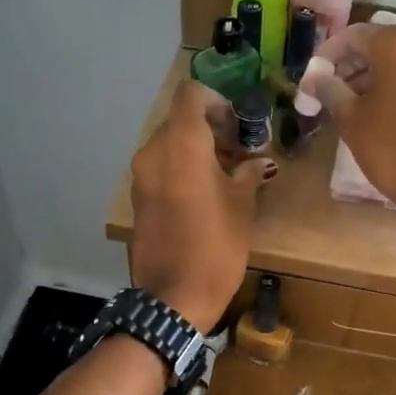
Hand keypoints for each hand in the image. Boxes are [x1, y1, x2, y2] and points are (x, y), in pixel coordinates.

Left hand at [128, 81, 275, 331]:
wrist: (173, 299)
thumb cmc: (215, 246)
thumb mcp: (241, 207)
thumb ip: (248, 174)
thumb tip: (258, 163)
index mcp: (181, 144)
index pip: (191, 95)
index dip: (216, 101)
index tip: (238, 124)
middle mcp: (154, 152)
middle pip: (179, 120)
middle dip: (210, 128)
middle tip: (239, 151)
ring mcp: (140, 176)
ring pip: (169, 145)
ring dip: (195, 150)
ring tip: (225, 174)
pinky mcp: (137, 198)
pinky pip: (160, 168)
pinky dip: (181, 169)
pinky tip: (204, 193)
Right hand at [303, 23, 395, 225]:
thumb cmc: (393, 148)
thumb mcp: (351, 120)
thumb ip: (329, 90)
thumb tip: (314, 78)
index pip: (351, 36)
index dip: (326, 56)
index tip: (311, 81)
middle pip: (375, 45)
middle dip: (347, 66)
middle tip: (325, 93)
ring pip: (394, 60)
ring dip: (367, 76)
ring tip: (345, 105)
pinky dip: (390, 84)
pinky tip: (373, 110)